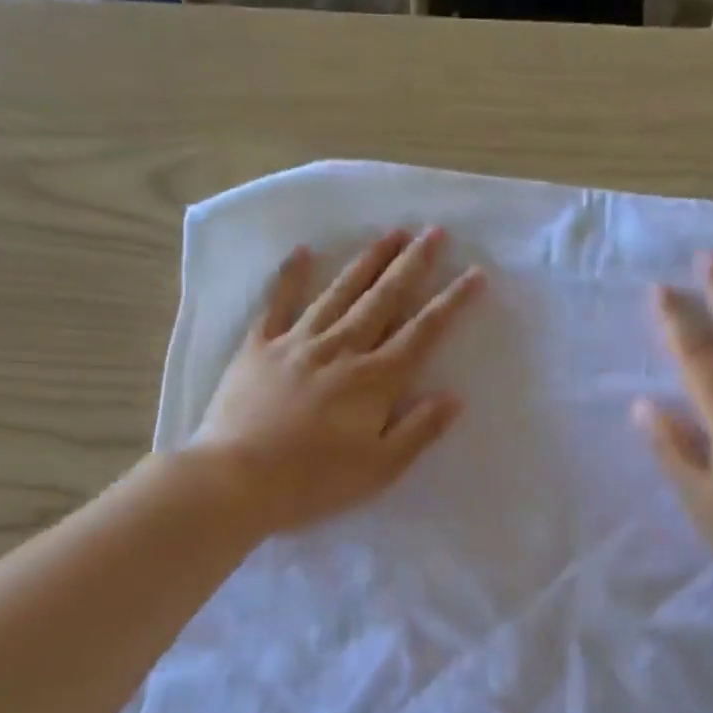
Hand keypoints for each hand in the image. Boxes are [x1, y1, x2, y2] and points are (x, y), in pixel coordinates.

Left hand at [192, 228, 485, 534]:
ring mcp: (297, 343)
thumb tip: (454, 396)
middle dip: (412, 264)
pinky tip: (303, 251)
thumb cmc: (315, 481)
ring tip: (390, 233)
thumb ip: (419, 429)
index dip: (452, 302)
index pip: (422, 333)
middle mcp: (341, 349)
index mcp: (375, 380)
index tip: (475, 273)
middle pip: (384, 299)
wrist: (237, 478)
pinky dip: (290, 275)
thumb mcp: (380, 468)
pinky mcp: (259, 347)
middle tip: (434, 231)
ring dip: (367, 260)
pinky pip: (277, 303)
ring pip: (339, 291)